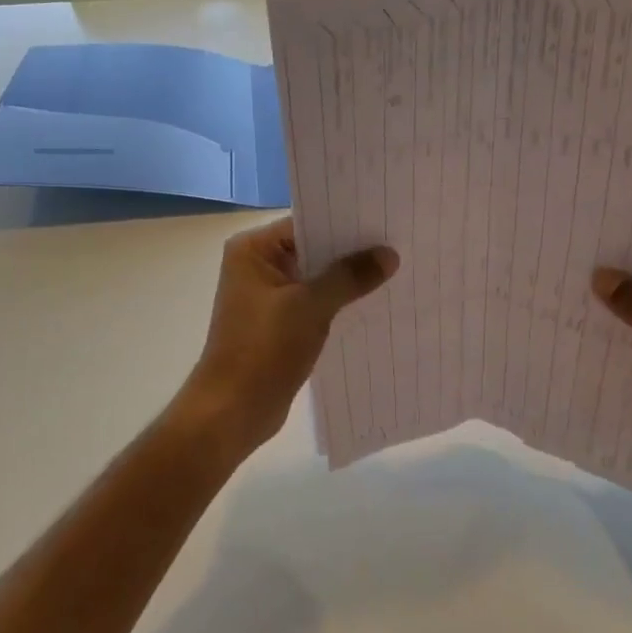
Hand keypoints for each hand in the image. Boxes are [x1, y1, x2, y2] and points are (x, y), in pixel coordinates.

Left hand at [183, 217, 397, 458]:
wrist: (233, 411)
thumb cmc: (264, 348)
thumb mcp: (311, 306)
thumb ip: (350, 276)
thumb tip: (389, 255)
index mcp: (252, 250)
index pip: (306, 223)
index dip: (345, 223)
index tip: (385, 221)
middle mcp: (256, 266)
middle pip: (312, 250)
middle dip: (351, 253)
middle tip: (398, 245)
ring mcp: (266, 297)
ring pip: (316, 279)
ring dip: (347, 280)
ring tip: (395, 272)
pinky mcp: (278, 324)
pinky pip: (314, 304)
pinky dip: (338, 304)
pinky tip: (373, 304)